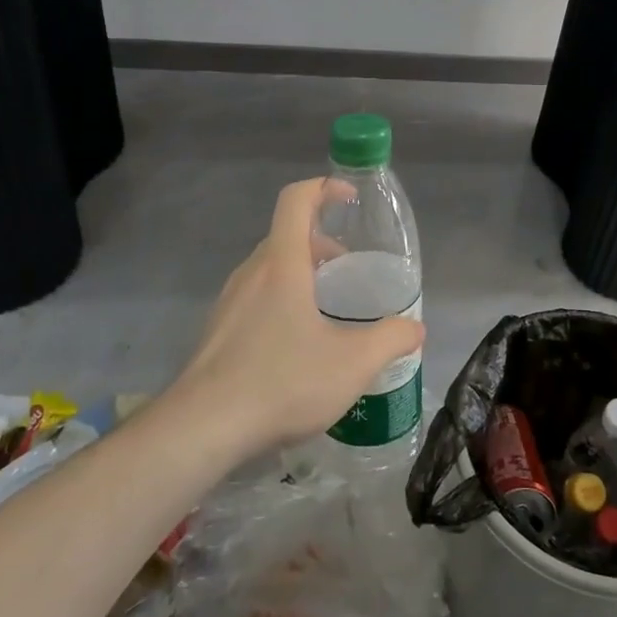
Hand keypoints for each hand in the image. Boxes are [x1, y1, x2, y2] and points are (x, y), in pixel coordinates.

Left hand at [168, 179, 425, 456]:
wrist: (202, 429)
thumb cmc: (282, 381)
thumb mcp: (353, 363)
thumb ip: (391, 339)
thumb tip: (415, 328)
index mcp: (282, 264)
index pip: (296, 200)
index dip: (324, 188)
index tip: (349, 198)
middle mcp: (251, 273)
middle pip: (285, 235)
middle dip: (320, 242)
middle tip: (348, 268)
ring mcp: (228, 302)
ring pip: (269, 269)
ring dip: (300, 273)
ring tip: (326, 310)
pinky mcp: (217, 332)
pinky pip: (254, 298)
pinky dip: (281, 301)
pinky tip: (296, 347)